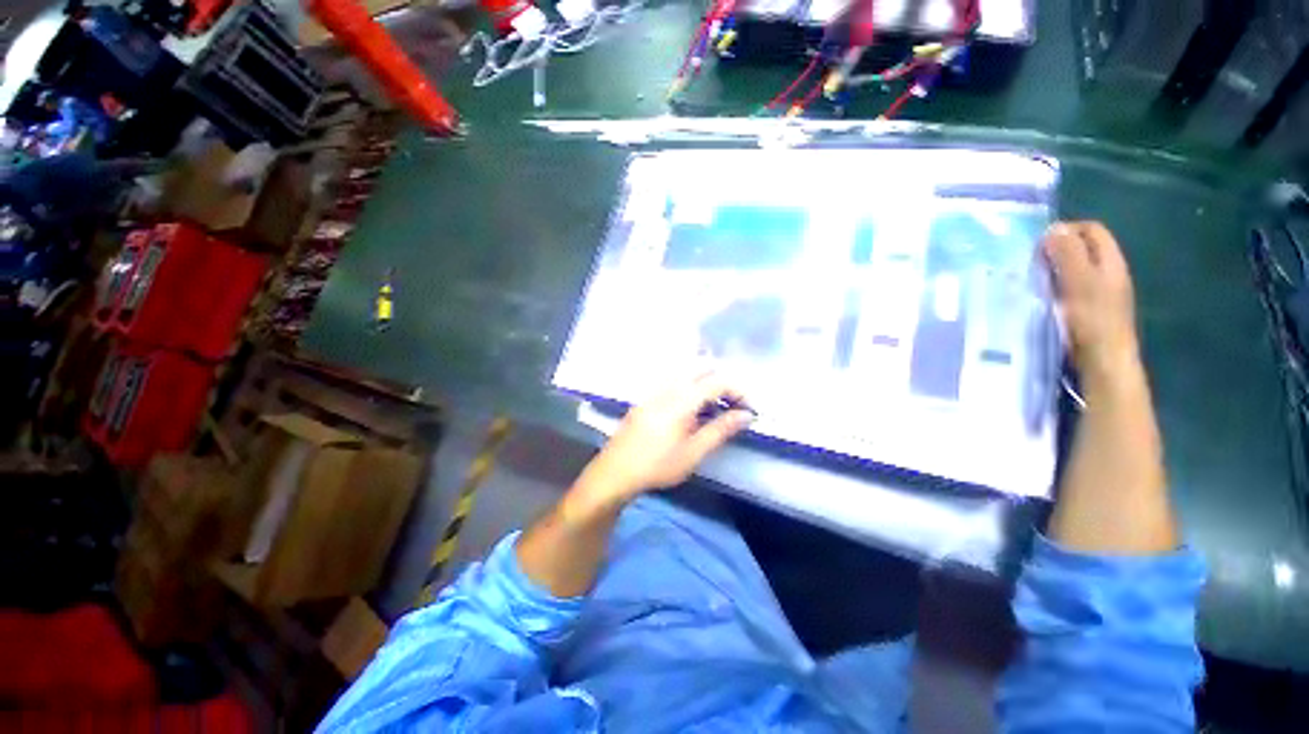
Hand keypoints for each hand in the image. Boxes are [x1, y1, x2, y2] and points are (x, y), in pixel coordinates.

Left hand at [579, 374, 753, 501]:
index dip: (738, 391)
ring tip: (714, 410)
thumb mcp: (693, 452)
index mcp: (681, 399)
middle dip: (722, 384)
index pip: (717, 381)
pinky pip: (674, 383)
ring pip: (687, 375)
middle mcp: (668, 387)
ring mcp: (655, 390)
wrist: (615, 472)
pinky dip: (691, 389)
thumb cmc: (658, 465)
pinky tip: (691, 412)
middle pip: (702, 370)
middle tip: (732, 407)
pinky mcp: (647, 398)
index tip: (749, 409)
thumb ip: (721, 429)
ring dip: (706, 386)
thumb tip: (746, 415)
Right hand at [1044, 221, 1141, 384]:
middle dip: (1057, 250)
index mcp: (1111, 261)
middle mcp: (1109, 273)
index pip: (1091, 230)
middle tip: (1031, 262)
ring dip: (1053, 270)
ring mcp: (1100, 294)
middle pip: (1083, 249)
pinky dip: (1054, 288)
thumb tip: (1054, 228)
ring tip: (1030, 280)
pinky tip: (1040, 299)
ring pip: (1075, 270)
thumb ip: (1068, 253)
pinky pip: (1069, 290)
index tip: (1039, 243)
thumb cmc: (1092, 319)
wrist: (1103, 362)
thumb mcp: (1079, 281)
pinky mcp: (1088, 312)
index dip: (1066, 230)